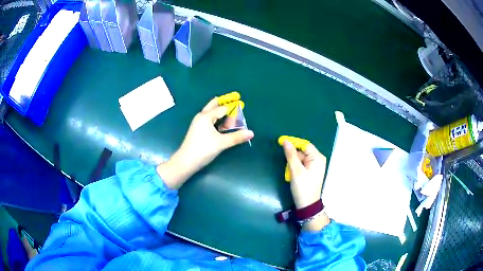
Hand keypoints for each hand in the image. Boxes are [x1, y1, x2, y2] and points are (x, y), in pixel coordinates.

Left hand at [157, 97, 253, 188]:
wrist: (186, 161)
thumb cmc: (203, 149)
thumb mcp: (221, 143)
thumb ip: (236, 137)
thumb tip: (251, 133)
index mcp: (206, 116)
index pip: (222, 108)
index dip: (233, 108)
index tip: (242, 105)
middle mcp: (201, 117)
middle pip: (213, 105)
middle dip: (223, 103)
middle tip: (234, 100)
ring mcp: (198, 123)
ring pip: (210, 112)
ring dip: (219, 111)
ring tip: (230, 112)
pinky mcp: (197, 130)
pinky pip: (208, 119)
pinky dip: (216, 118)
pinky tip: (221, 124)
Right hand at [282, 140, 329, 230]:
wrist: (307, 205)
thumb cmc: (303, 187)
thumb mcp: (296, 171)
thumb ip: (291, 155)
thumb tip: (285, 141)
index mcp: (317, 158)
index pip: (305, 144)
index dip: (293, 143)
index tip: (281, 142)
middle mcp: (318, 159)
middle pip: (303, 151)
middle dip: (293, 157)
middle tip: (287, 166)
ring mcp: (315, 166)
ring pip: (301, 158)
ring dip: (293, 163)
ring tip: (289, 173)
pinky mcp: (311, 171)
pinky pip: (302, 164)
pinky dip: (295, 168)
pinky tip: (292, 174)